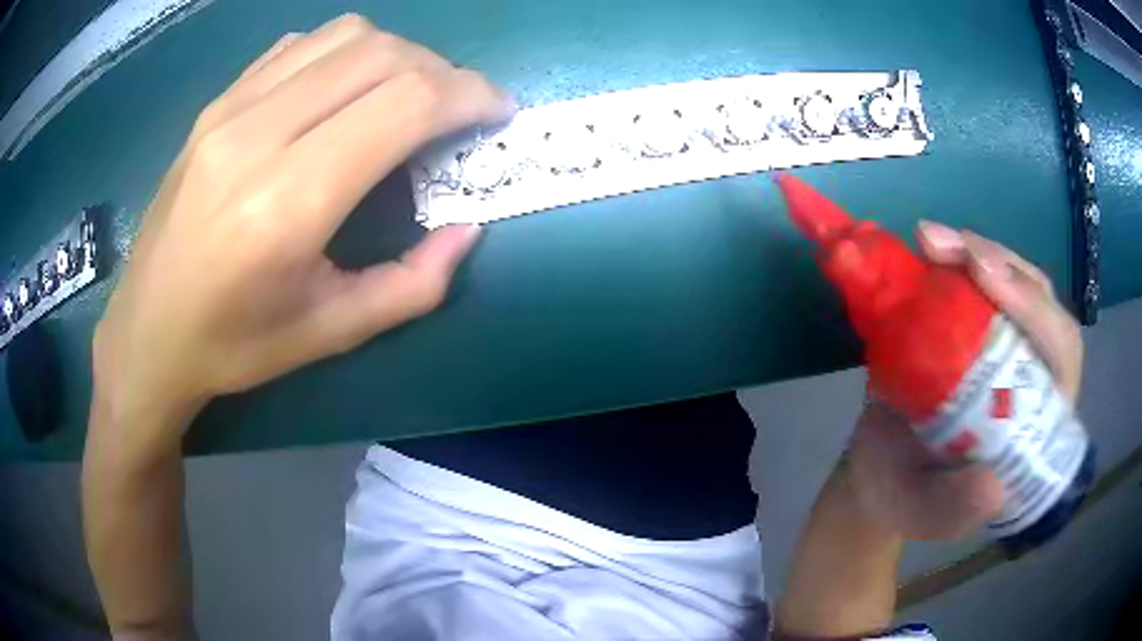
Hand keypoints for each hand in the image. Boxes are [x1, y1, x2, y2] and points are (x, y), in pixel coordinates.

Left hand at [91, 15, 514, 454]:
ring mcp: (229, 109)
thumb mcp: (329, 334)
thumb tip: (468, 229)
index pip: (404, 103)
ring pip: (345, 35)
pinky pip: (300, 45)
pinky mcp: (216, 103)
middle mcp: (257, 136)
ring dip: (398, 55)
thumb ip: (412, 285)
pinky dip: (345, 53)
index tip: (496, 112)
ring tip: (407, 96)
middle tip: (458, 110)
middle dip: (444, 72)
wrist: (146, 331)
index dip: (469, 95)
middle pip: (383, 55)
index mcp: (287, 204)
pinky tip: (345, 91)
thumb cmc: (233, 345)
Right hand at [846, 222, 1083, 539]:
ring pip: (1010, 278)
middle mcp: (1030, 369)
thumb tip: (993, 484)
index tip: (985, 278)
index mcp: (1037, 416)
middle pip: (1038, 299)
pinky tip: (926, 249)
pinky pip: (974, 279)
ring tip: (929, 240)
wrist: (875, 471)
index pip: (1058, 350)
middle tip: (948, 248)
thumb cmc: (904, 497)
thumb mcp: (922, 515)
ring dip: (974, 251)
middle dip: (1001, 267)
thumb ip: (953, 511)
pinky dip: (953, 257)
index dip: (1033, 309)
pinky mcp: (972, 323)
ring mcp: (1003, 340)